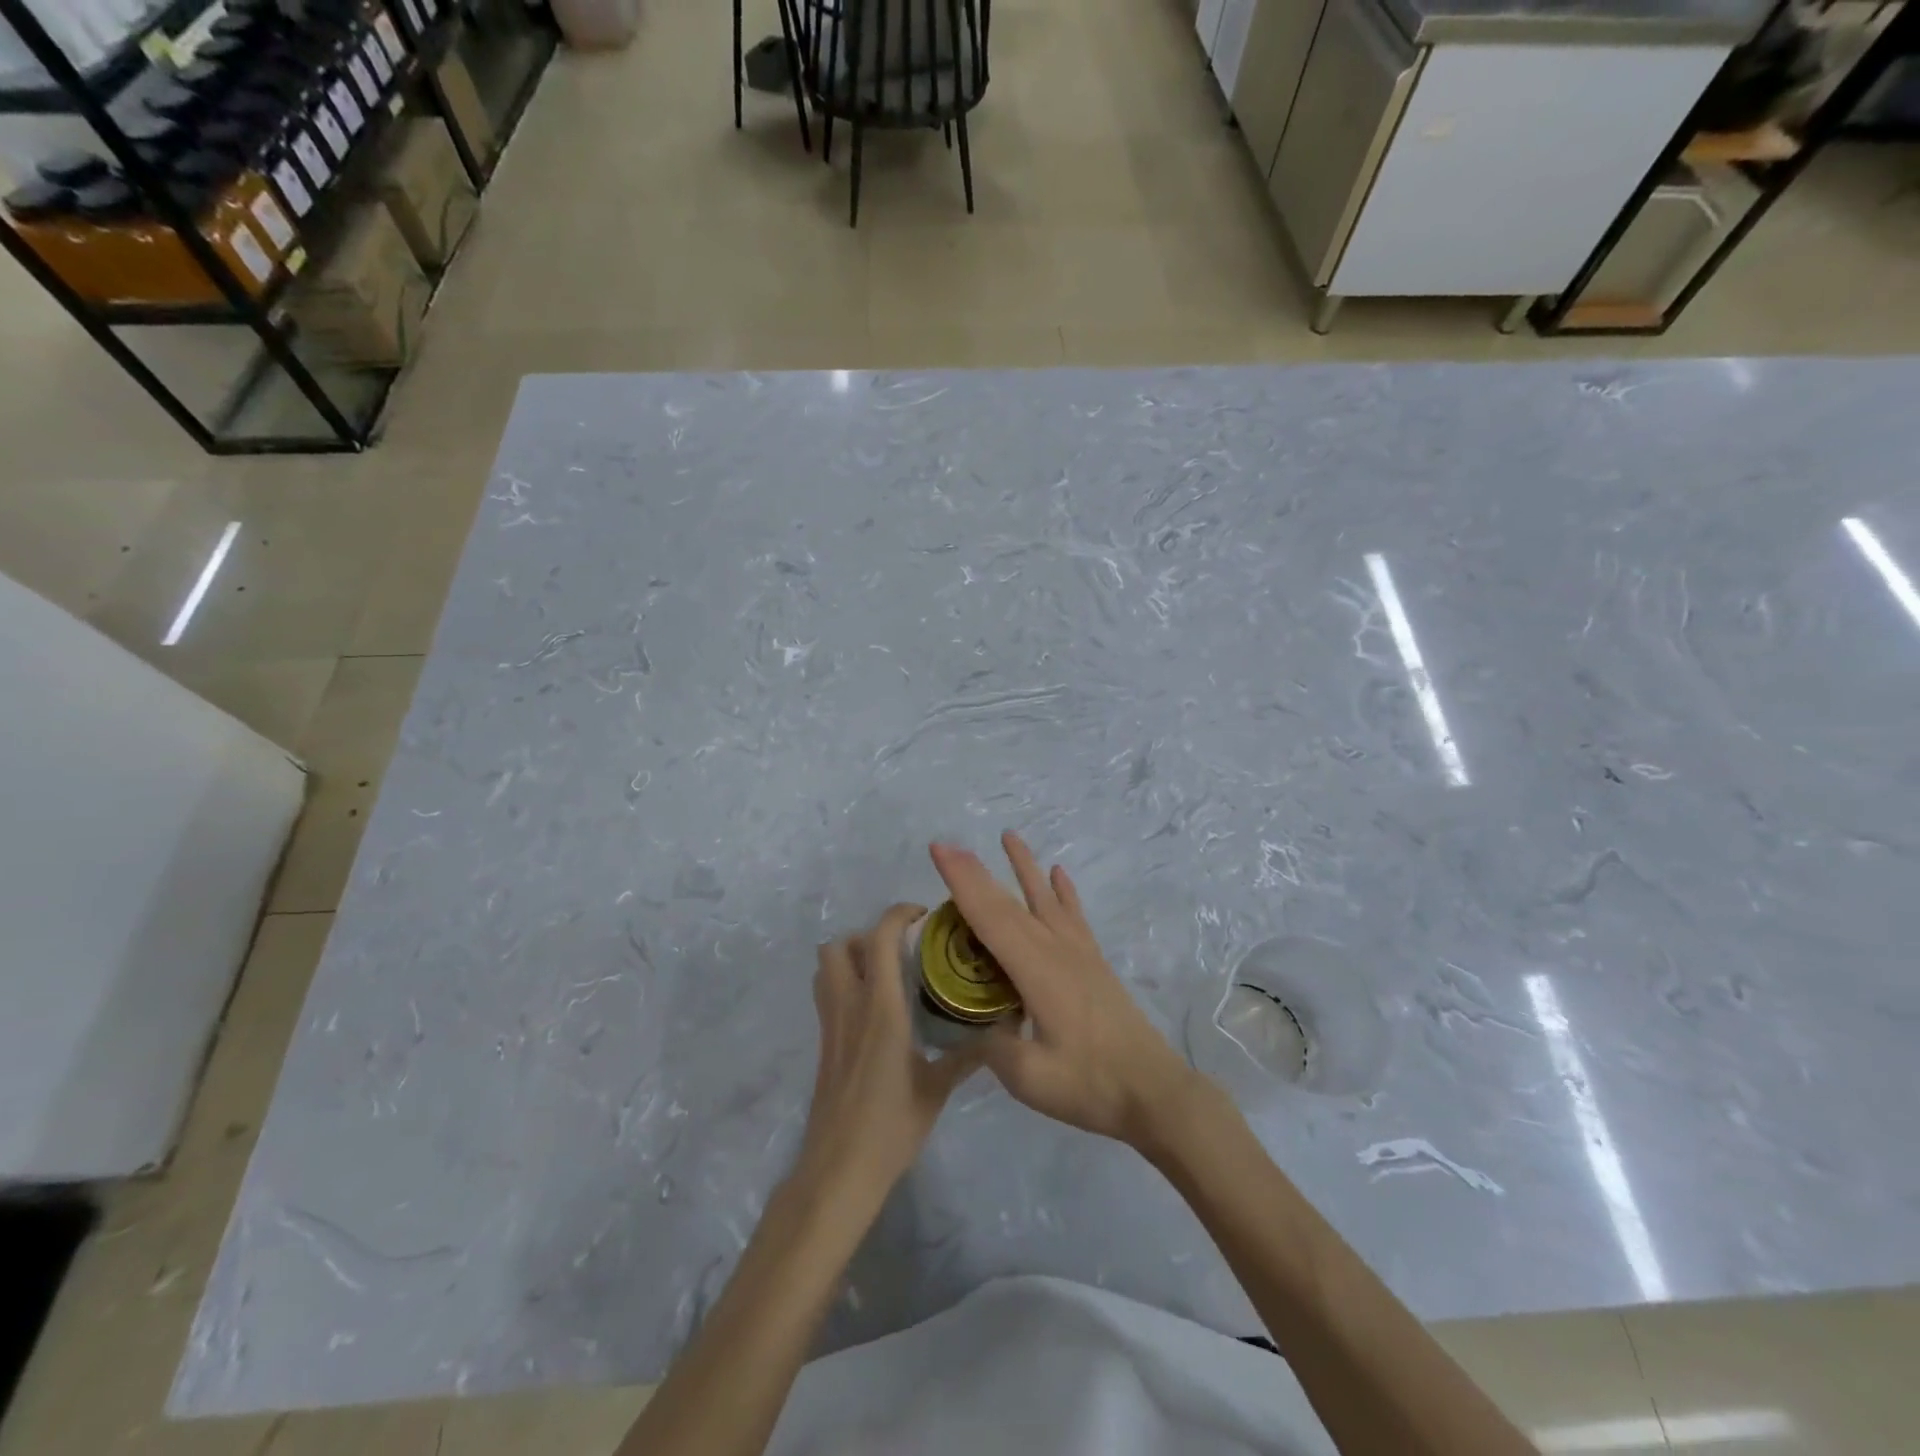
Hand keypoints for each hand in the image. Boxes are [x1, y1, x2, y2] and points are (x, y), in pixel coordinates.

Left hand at [796, 904, 982, 1211]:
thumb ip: (966, 1056)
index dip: (898, 914)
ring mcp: (831, 1023)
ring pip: (826, 965)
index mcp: (881, 1008)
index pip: (879, 938)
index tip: (923, 916)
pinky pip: (825, 991)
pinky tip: (872, 1006)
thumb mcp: (937, 1089)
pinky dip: (843, 980)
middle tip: (902, 947)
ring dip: (850, 954)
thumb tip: (997, 1032)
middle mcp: (850, 1005)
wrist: (839, 1170)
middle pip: (840, 944)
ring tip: (885, 970)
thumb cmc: (891, 1127)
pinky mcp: (824, 1041)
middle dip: (869, 933)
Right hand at [930, 833, 1199, 1148]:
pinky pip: (1074, 916)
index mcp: (1036, 971)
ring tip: (1009, 836)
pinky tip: (1059, 874)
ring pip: (1044, 899)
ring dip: (1024, 866)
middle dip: (976, 872)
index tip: (940, 851)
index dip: (962, 883)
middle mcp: (1055, 950)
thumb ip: (993, 1046)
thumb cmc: (1091, 1085)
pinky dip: (1064, 892)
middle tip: (949, 845)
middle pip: (1010, 903)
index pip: (990, 917)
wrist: (1153, 1091)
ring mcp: (1078, 953)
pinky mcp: (1093, 962)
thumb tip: (974, 1025)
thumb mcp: (1030, 1077)